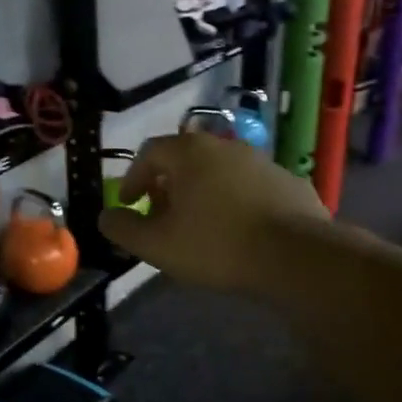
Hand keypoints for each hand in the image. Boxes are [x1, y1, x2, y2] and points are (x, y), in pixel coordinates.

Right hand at [97, 131, 328, 295]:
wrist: (295, 255)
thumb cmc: (216, 245)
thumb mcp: (157, 245)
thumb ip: (124, 229)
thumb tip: (105, 217)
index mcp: (190, 153)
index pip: (150, 152)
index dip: (133, 178)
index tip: (130, 204)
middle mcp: (226, 146)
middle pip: (186, 159)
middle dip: (167, 185)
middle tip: (161, 215)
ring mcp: (262, 161)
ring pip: (220, 172)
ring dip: (202, 193)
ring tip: (198, 226)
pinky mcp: (289, 182)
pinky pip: (249, 188)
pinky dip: (234, 202)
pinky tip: (238, 231)